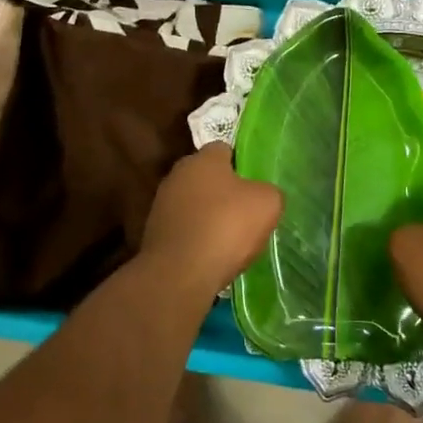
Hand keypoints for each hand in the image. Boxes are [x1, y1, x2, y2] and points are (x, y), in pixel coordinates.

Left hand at [139, 145, 282, 300]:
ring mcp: (162, 204)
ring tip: (230, 239)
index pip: (224, 149)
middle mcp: (177, 174)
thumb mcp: (267, 204)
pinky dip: (196, 238)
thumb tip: (261, 194)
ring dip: (208, 216)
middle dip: (223, 191)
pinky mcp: (155, 232)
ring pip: (194, 203)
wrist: (180, 272)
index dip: (242, 164)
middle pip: (206, 177)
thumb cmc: (226, 226)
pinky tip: (211, 255)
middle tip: (245, 212)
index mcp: (203, 159)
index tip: (255, 184)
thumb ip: (268, 191)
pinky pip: (184, 228)